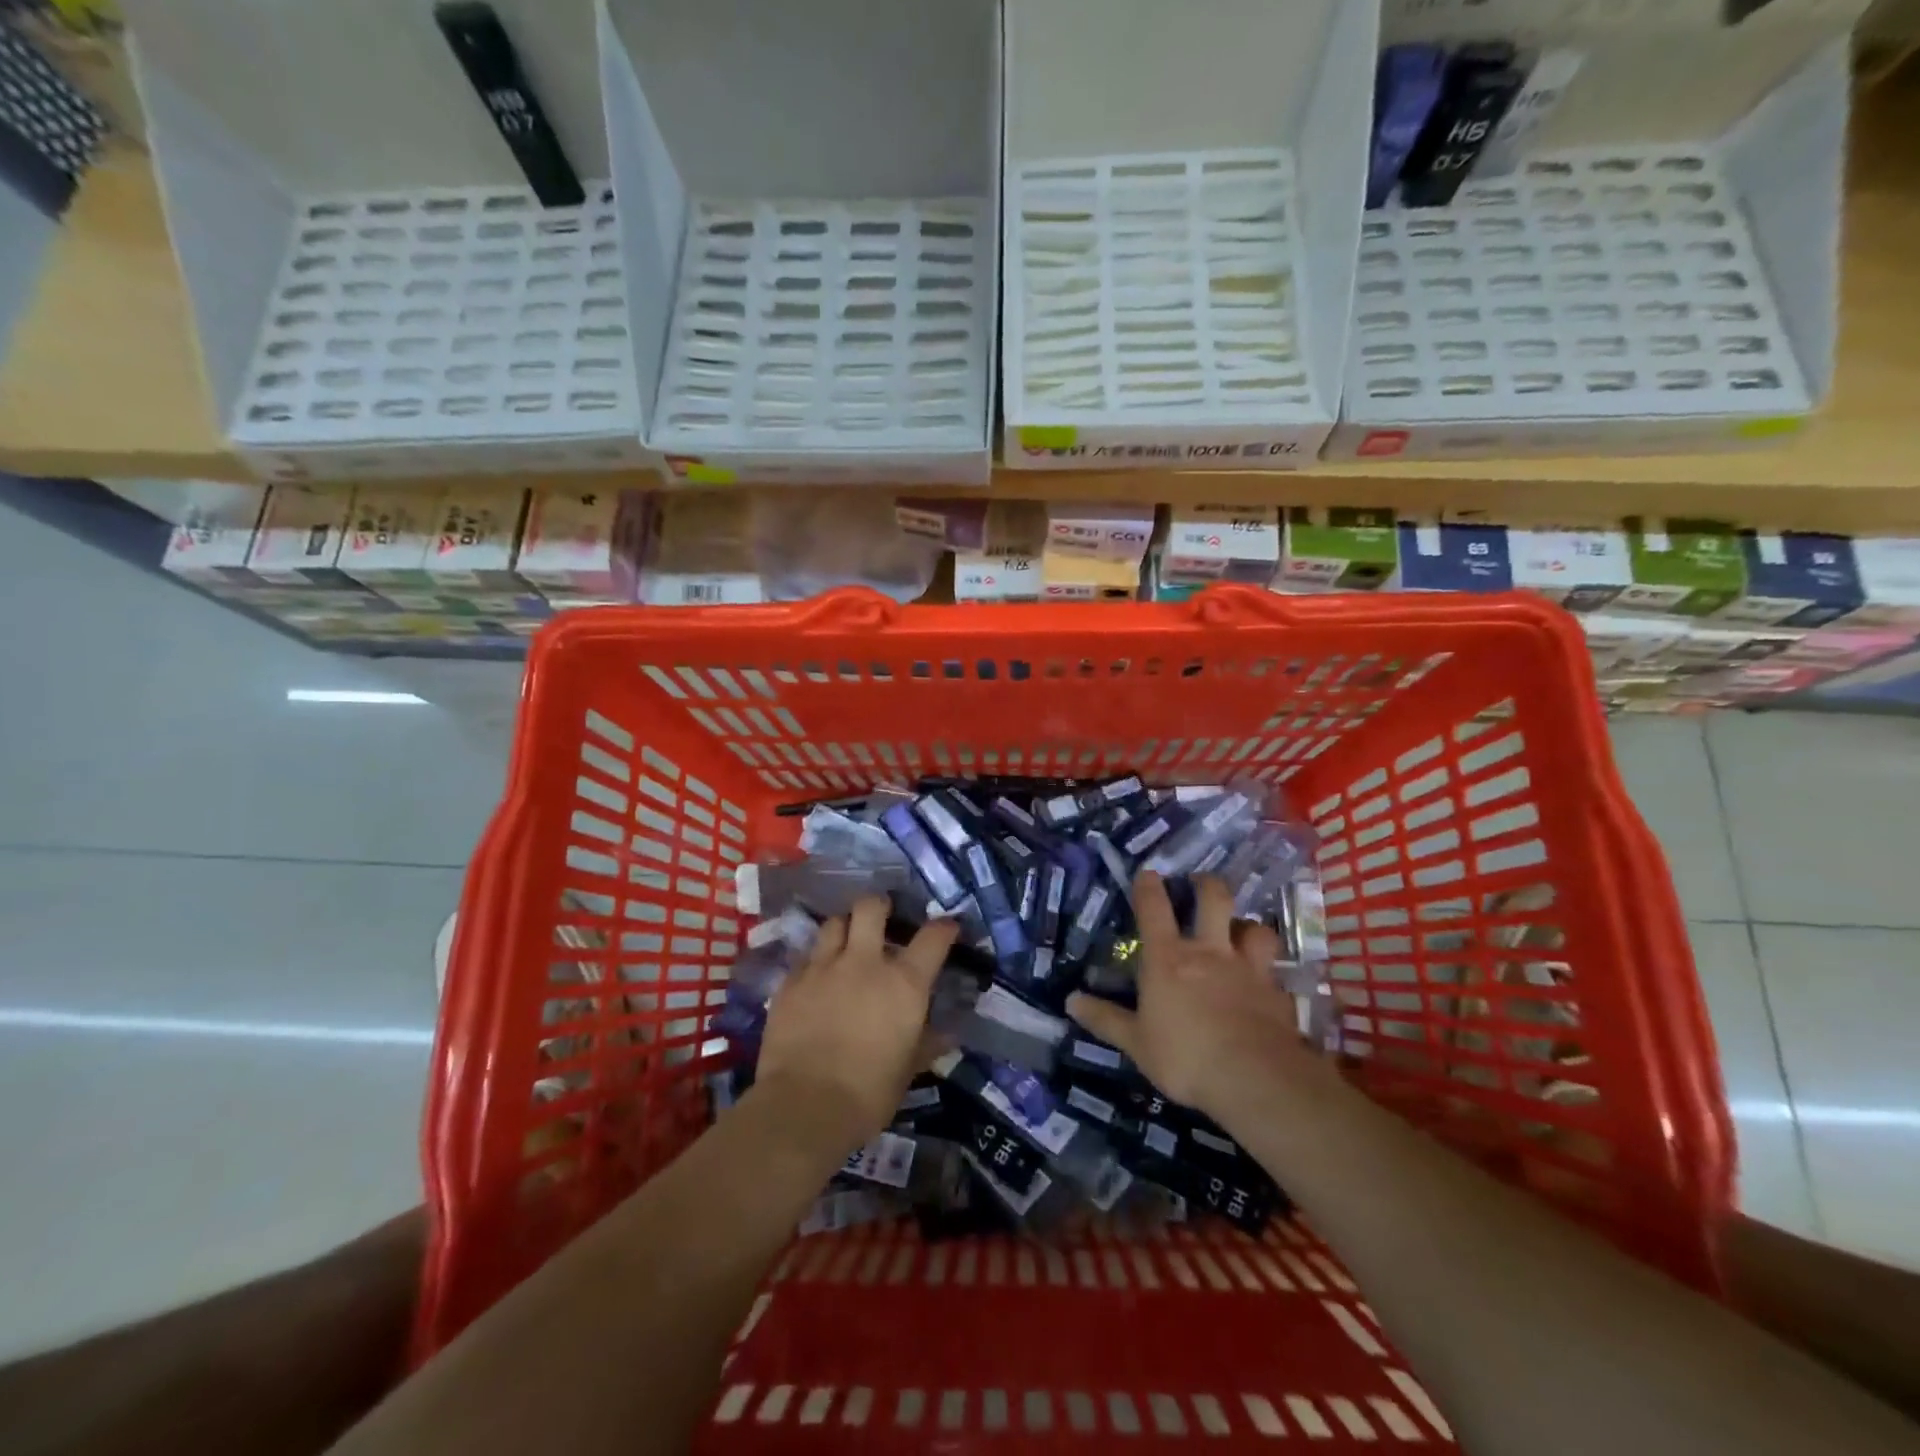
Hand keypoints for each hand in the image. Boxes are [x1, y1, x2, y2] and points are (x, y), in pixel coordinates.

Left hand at [753, 897, 956, 1154]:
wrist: (803, 1107)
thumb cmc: (867, 1094)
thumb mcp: (907, 1071)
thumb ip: (927, 1044)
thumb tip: (948, 1034)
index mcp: (903, 983)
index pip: (933, 937)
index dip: (944, 927)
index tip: (947, 927)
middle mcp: (865, 963)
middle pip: (871, 907)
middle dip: (879, 906)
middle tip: (881, 919)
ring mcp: (823, 967)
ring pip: (834, 923)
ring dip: (844, 929)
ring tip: (846, 944)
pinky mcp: (790, 981)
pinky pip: (806, 956)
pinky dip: (816, 961)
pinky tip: (816, 978)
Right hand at [1067, 872, 1300, 1121]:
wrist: (1255, 1079)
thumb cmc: (1185, 1057)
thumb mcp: (1136, 1043)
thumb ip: (1105, 1019)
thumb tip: (1070, 1000)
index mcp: (1168, 959)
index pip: (1154, 909)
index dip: (1149, 886)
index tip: (1148, 872)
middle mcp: (1210, 953)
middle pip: (1214, 900)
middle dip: (1207, 885)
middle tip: (1202, 883)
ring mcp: (1249, 970)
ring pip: (1256, 929)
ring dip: (1248, 926)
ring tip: (1242, 932)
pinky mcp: (1278, 994)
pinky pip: (1275, 976)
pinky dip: (1270, 977)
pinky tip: (1267, 989)